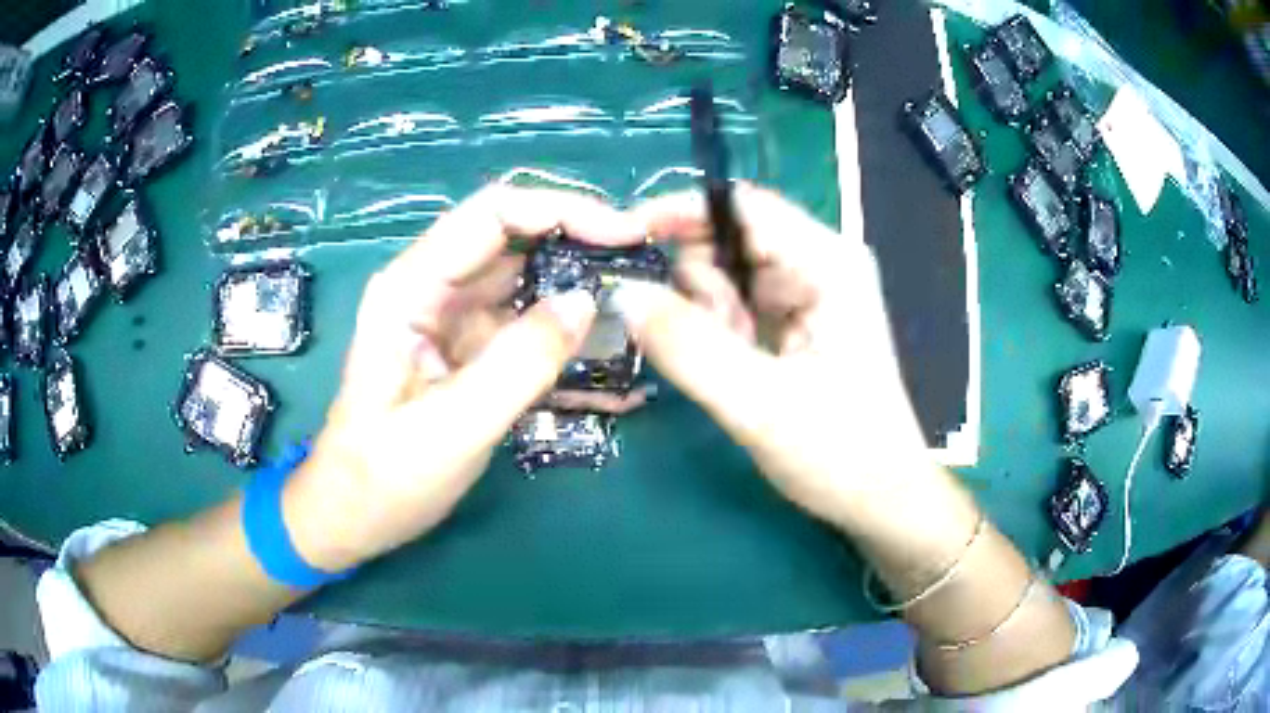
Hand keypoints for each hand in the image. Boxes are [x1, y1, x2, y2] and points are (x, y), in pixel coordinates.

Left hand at [283, 185, 647, 570]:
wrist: (355, 516)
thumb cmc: (385, 476)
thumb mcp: (453, 426)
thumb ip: (520, 364)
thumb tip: (587, 303)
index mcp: (411, 287)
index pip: (493, 215)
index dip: (562, 210)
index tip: (625, 233)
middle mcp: (432, 290)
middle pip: (516, 242)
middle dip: (581, 249)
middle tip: (642, 273)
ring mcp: (452, 321)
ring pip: (527, 285)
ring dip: (579, 297)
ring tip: (638, 318)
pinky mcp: (470, 353)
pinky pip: (526, 331)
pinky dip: (566, 342)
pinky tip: (610, 365)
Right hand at [616, 184, 936, 528]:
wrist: (881, 500)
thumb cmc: (840, 454)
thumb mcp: (758, 404)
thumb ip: (688, 347)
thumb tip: (622, 292)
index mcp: (827, 262)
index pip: (740, 204)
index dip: (677, 212)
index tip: (622, 241)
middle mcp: (821, 262)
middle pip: (730, 237)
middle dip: (698, 282)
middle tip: (703, 340)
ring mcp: (811, 290)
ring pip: (729, 272)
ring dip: (710, 313)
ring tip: (731, 364)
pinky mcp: (800, 319)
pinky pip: (740, 302)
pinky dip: (723, 330)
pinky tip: (738, 366)